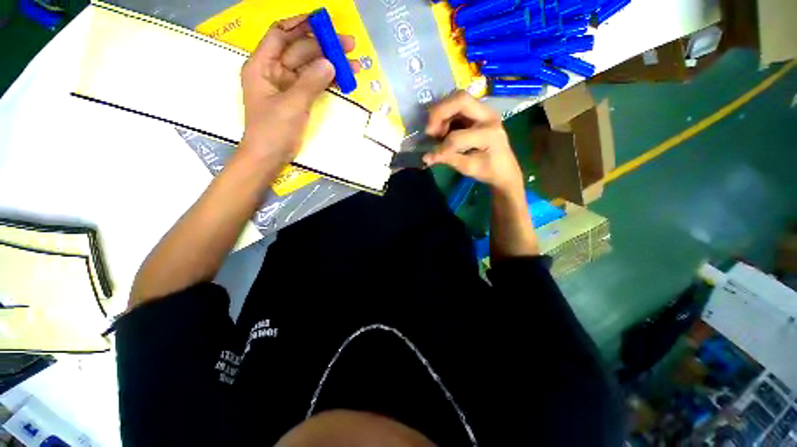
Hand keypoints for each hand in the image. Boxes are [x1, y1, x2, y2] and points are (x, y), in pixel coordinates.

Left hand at [239, 14, 358, 164]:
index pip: (280, 34)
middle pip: (300, 50)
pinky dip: (328, 81)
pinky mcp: (299, 99)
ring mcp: (288, 86)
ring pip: (310, 68)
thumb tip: (330, 64)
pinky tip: (343, 79)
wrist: (269, 158)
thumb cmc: (272, 131)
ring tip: (353, 63)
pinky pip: (314, 84)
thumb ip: (310, 83)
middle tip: (349, 45)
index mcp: (262, 65)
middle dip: (324, 46)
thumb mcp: (291, 105)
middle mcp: (274, 71)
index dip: (300, 23)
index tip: (322, 21)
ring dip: (331, 64)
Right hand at [423, 91, 523, 192]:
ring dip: (441, 114)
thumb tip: (426, 157)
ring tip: (437, 132)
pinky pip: (457, 105)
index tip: (432, 157)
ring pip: (457, 99)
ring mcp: (484, 110)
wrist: (504, 169)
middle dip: (438, 113)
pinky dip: (446, 115)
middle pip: (460, 99)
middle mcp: (489, 115)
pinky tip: (443, 130)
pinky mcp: (478, 111)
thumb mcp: (468, 168)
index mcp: (489, 134)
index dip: (442, 147)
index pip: (458, 136)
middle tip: (430, 131)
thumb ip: (447, 159)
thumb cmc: (488, 170)